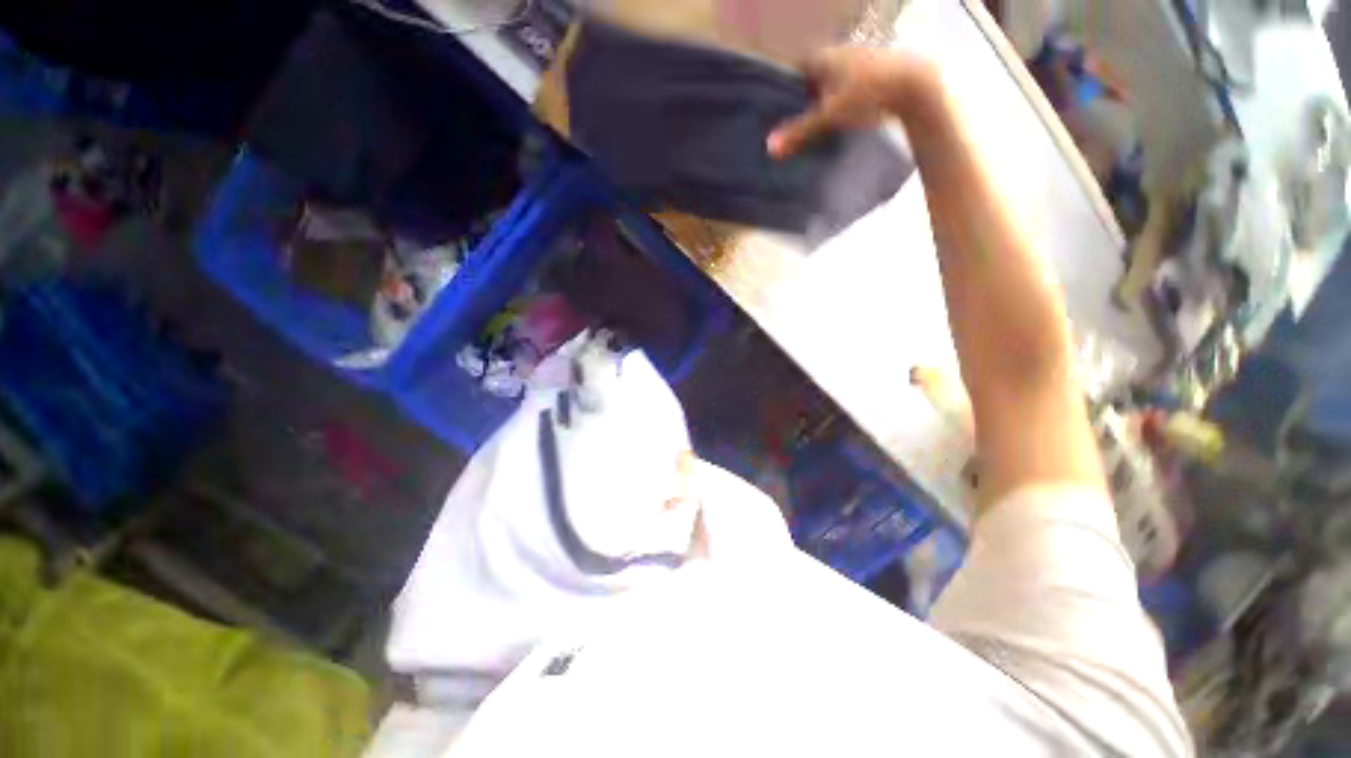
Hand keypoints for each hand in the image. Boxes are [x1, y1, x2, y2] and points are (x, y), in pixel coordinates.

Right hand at [767, 47, 935, 158]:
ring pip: (828, 83)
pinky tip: (836, 121)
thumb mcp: (828, 116)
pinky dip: (837, 102)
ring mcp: (854, 63)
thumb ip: (799, 132)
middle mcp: (835, 55)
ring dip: (820, 102)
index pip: (792, 70)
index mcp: (821, 57)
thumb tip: (768, 149)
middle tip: (790, 125)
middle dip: (800, 99)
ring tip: (811, 127)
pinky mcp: (869, 74)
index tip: (774, 112)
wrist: (912, 85)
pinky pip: (844, 89)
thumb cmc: (866, 94)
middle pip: (809, 78)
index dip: (782, 90)